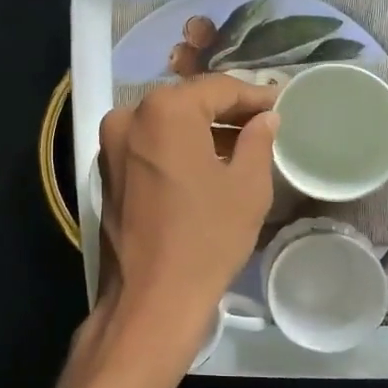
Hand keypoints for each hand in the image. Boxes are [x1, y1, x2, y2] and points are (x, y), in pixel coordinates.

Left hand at [93, 76, 278, 356]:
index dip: (254, 95)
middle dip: (227, 111)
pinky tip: (208, 163)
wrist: (150, 300)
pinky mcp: (107, 171)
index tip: (281, 103)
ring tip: (243, 144)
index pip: (218, 88)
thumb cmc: (206, 238)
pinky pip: (150, 145)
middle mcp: (129, 116)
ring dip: (202, 130)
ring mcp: (111, 144)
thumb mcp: (247, 186)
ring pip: (167, 123)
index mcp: (164, 110)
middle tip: (265, 122)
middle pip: (188, 102)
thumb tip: (264, 118)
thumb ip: (258, 140)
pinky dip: (178, 148)